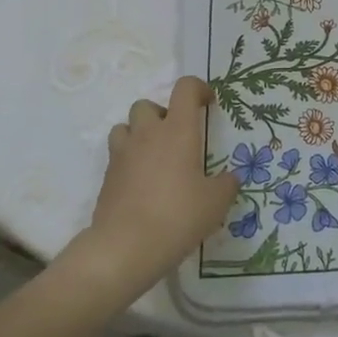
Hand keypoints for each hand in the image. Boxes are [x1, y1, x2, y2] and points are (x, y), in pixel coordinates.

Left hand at [73, 77, 238, 294]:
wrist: (125, 247)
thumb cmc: (178, 216)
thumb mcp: (215, 202)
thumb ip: (226, 185)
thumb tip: (230, 178)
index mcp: (178, 130)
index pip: (185, 88)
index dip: (199, 89)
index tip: (209, 104)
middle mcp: (147, 134)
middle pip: (147, 105)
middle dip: (162, 114)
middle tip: (177, 138)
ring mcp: (123, 154)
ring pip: (125, 127)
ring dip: (139, 134)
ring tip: (154, 158)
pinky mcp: (107, 177)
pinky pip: (117, 156)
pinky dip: (129, 161)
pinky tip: (142, 185)